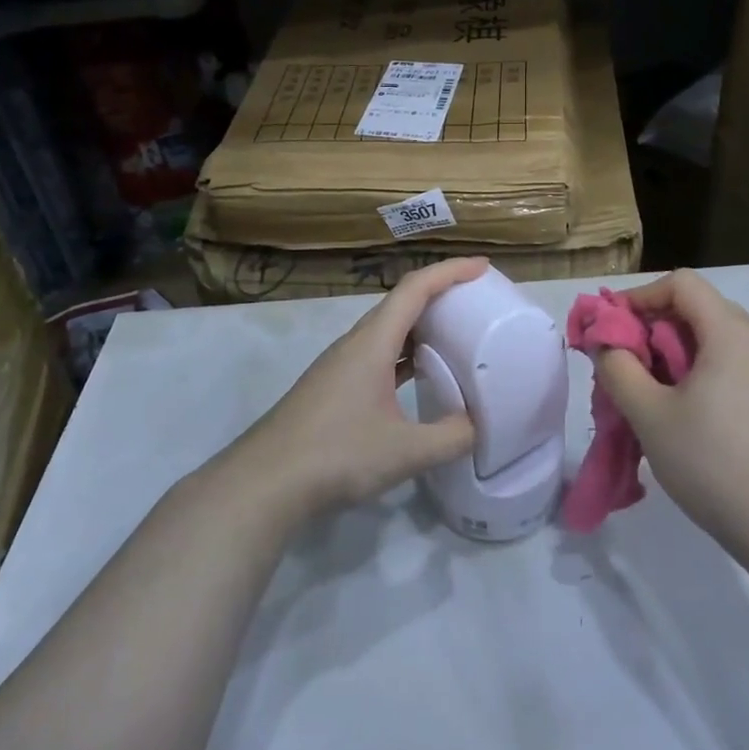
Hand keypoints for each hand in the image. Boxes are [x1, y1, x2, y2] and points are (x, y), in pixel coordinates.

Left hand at [230, 258, 488, 523]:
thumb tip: (480, 427)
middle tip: (476, 300)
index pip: (415, 289)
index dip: (450, 271)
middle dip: (440, 293)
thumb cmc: (336, 455)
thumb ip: (451, 437)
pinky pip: (377, 355)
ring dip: (421, 324)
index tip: (483, 266)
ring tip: (456, 333)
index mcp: (372, 342)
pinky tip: (418, 375)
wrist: (265, 483)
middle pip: (401, 303)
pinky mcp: (333, 388)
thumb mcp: (405, 451)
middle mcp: (355, 344)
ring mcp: (340, 366)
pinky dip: (404, 353)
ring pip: (387, 330)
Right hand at [593, 270, 748, 557]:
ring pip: (713, 341)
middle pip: (697, 310)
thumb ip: (618, 368)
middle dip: (652, 329)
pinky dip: (698, 375)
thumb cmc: (715, 463)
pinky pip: (731, 367)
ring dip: (672, 356)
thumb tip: (604, 342)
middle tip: (622, 367)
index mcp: (732, 333)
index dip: (640, 297)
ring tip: (646, 394)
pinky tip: (681, 416)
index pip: (681, 283)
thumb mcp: (650, 415)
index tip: (612, 331)